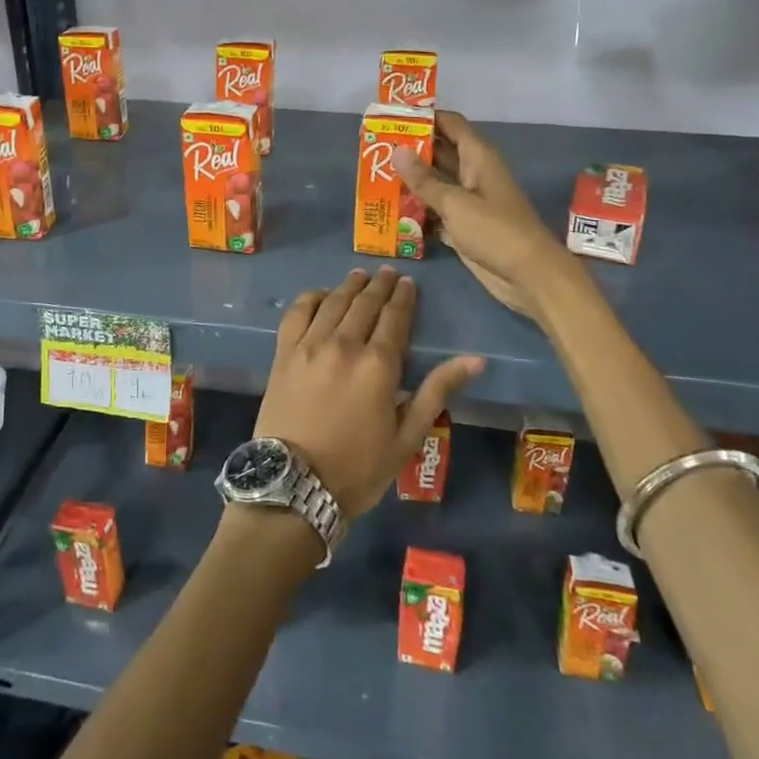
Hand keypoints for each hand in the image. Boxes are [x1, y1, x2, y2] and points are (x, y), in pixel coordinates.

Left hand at [253, 268, 481, 518]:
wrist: (295, 485)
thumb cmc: (359, 468)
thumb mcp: (408, 437)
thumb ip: (437, 391)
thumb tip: (475, 360)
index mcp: (378, 365)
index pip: (395, 318)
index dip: (403, 298)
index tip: (408, 282)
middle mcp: (344, 345)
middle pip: (364, 304)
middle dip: (379, 286)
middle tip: (387, 273)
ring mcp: (309, 345)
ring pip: (333, 303)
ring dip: (349, 286)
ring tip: (359, 276)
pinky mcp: (283, 353)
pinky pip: (297, 313)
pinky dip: (311, 298)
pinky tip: (320, 294)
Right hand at [392, 110, 578, 320]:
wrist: (529, 276)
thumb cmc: (495, 231)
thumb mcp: (455, 203)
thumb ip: (424, 179)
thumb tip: (396, 150)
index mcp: (478, 158)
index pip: (450, 124)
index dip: (425, 117)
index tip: (392, 117)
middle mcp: (473, 174)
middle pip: (439, 153)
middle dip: (410, 151)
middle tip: (375, 150)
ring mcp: (469, 201)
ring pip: (435, 183)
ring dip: (410, 183)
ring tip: (375, 178)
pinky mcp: (464, 226)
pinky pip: (436, 211)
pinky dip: (418, 211)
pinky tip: (390, 212)